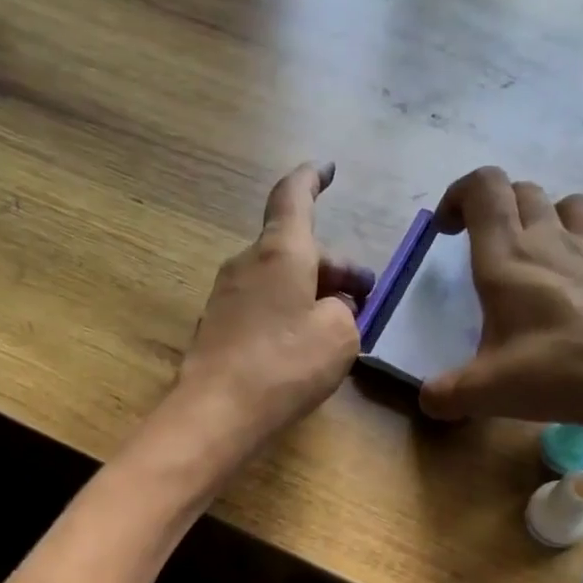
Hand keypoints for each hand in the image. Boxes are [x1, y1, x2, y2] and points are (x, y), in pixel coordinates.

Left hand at [169, 161, 374, 462]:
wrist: (216, 412)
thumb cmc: (285, 365)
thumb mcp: (339, 336)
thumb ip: (344, 312)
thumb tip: (332, 308)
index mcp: (280, 252)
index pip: (293, 196)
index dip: (312, 179)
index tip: (328, 169)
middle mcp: (247, 263)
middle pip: (295, 250)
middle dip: (334, 268)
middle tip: (365, 297)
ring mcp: (226, 295)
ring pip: (279, 280)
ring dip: (310, 293)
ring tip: (339, 326)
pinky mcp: (217, 327)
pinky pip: (261, 306)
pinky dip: (286, 314)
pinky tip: (302, 348)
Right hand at [418, 166, 582, 446]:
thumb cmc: (559, 372)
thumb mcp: (488, 392)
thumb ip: (446, 394)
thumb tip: (427, 399)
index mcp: (508, 256)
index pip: (484, 187)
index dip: (459, 195)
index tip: (446, 231)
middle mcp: (549, 239)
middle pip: (521, 190)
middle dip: (493, 207)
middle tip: (480, 246)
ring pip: (564, 202)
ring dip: (540, 214)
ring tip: (529, 252)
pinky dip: (576, 241)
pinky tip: (571, 283)